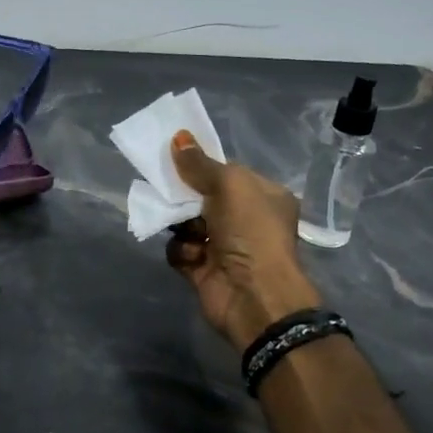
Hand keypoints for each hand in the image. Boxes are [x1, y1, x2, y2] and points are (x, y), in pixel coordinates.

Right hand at [164, 130, 321, 351]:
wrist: (254, 295)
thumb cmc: (251, 231)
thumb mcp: (230, 185)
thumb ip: (201, 164)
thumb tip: (179, 138)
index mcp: (263, 196)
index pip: (228, 173)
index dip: (203, 165)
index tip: (177, 158)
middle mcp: (246, 220)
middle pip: (203, 197)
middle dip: (185, 196)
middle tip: (169, 191)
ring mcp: (225, 246)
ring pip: (187, 224)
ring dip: (181, 225)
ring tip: (187, 230)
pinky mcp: (204, 270)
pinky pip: (180, 250)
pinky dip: (181, 251)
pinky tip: (193, 256)